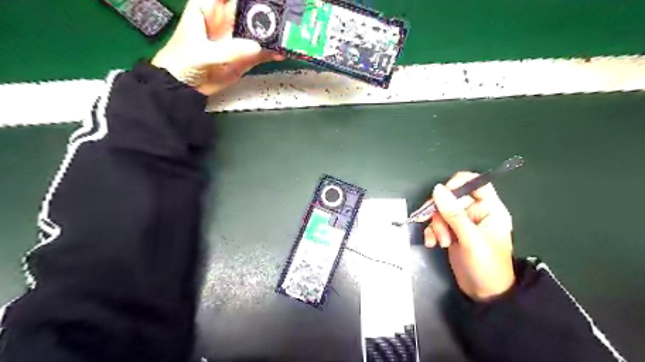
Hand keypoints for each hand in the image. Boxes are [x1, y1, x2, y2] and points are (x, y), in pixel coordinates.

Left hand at [152, 0, 282, 93]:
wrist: (185, 87)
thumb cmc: (182, 63)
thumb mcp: (203, 54)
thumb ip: (229, 50)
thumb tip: (256, 47)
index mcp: (209, 7)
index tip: (265, 1)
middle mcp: (226, 20)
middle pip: (250, 9)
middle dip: (266, 11)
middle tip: (281, 16)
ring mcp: (237, 39)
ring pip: (259, 30)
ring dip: (273, 32)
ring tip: (286, 35)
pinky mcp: (244, 56)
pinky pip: (262, 51)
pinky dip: (272, 52)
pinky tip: (281, 52)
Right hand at [422, 173, 517, 302]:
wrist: (483, 294)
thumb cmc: (486, 266)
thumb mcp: (470, 239)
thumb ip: (454, 214)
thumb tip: (438, 189)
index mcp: (490, 209)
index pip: (475, 183)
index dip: (458, 184)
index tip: (442, 195)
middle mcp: (476, 212)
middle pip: (451, 198)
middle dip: (441, 213)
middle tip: (439, 228)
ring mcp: (462, 222)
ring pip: (441, 211)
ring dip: (436, 226)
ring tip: (441, 242)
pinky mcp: (451, 232)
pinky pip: (435, 223)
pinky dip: (431, 232)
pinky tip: (431, 243)